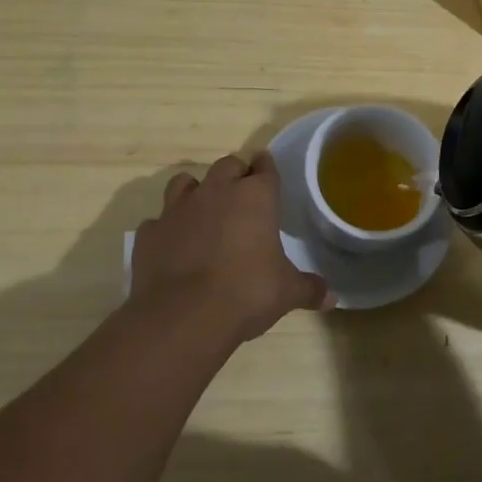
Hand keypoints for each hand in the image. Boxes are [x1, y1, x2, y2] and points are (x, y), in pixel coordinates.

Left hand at [129, 152, 329, 342]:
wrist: (183, 316)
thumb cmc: (246, 293)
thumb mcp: (286, 293)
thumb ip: (309, 288)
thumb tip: (332, 297)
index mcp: (255, 196)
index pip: (265, 166)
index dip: (267, 168)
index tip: (268, 172)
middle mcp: (217, 191)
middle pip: (228, 165)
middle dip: (235, 174)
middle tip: (242, 195)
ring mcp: (178, 209)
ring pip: (185, 182)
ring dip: (196, 191)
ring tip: (203, 211)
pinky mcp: (149, 232)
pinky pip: (159, 221)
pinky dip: (166, 229)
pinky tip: (172, 246)